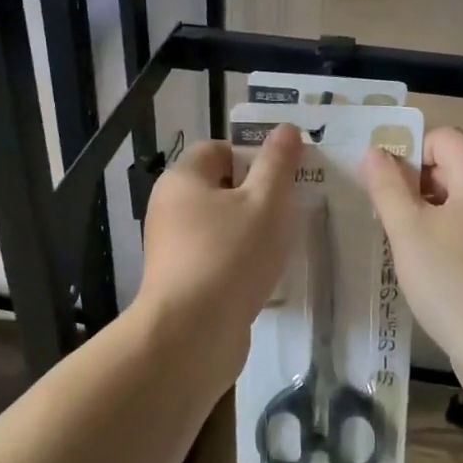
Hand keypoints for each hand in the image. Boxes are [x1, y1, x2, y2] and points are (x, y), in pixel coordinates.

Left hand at [134, 124, 302, 383]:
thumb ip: (278, 163)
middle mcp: (170, 208)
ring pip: (221, 226)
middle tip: (293, 209)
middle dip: (258, 196)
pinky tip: (265, 276)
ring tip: (285, 244)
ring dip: (252, 231)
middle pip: (220, 187)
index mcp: (183, 179)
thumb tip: (285, 128)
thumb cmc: (230, 255)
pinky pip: (217, 258)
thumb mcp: (265, 202)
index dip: (254, 156)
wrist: (192, 334)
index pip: (218, 149)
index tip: (286, 176)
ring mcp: (173, 248)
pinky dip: (240, 261)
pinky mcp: (182, 282)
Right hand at [361, 127, 462, 387]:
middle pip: (450, 167)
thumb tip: (375, 152)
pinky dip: (444, 240)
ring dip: (424, 217)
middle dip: (411, 187)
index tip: (379, 190)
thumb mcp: (409, 230)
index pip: (440, 137)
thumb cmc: (455, 282)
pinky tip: (426, 270)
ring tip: (399, 248)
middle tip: (383, 221)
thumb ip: (387, 186)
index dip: (405, 155)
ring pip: (457, 203)